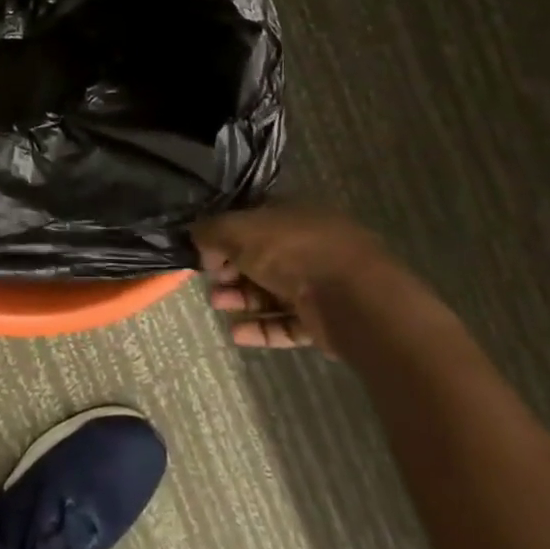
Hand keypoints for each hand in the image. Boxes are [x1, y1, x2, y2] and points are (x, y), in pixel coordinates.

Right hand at [192, 205, 402, 352]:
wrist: (353, 299)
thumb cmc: (292, 251)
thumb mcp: (239, 230)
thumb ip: (211, 230)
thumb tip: (196, 237)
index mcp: (293, 213)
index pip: (252, 220)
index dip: (225, 234)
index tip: (204, 251)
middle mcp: (309, 244)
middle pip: (261, 257)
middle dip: (231, 270)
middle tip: (210, 282)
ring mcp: (321, 283)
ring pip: (273, 290)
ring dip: (242, 299)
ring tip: (218, 306)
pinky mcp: (327, 319)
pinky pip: (288, 322)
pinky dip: (262, 327)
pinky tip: (237, 334)